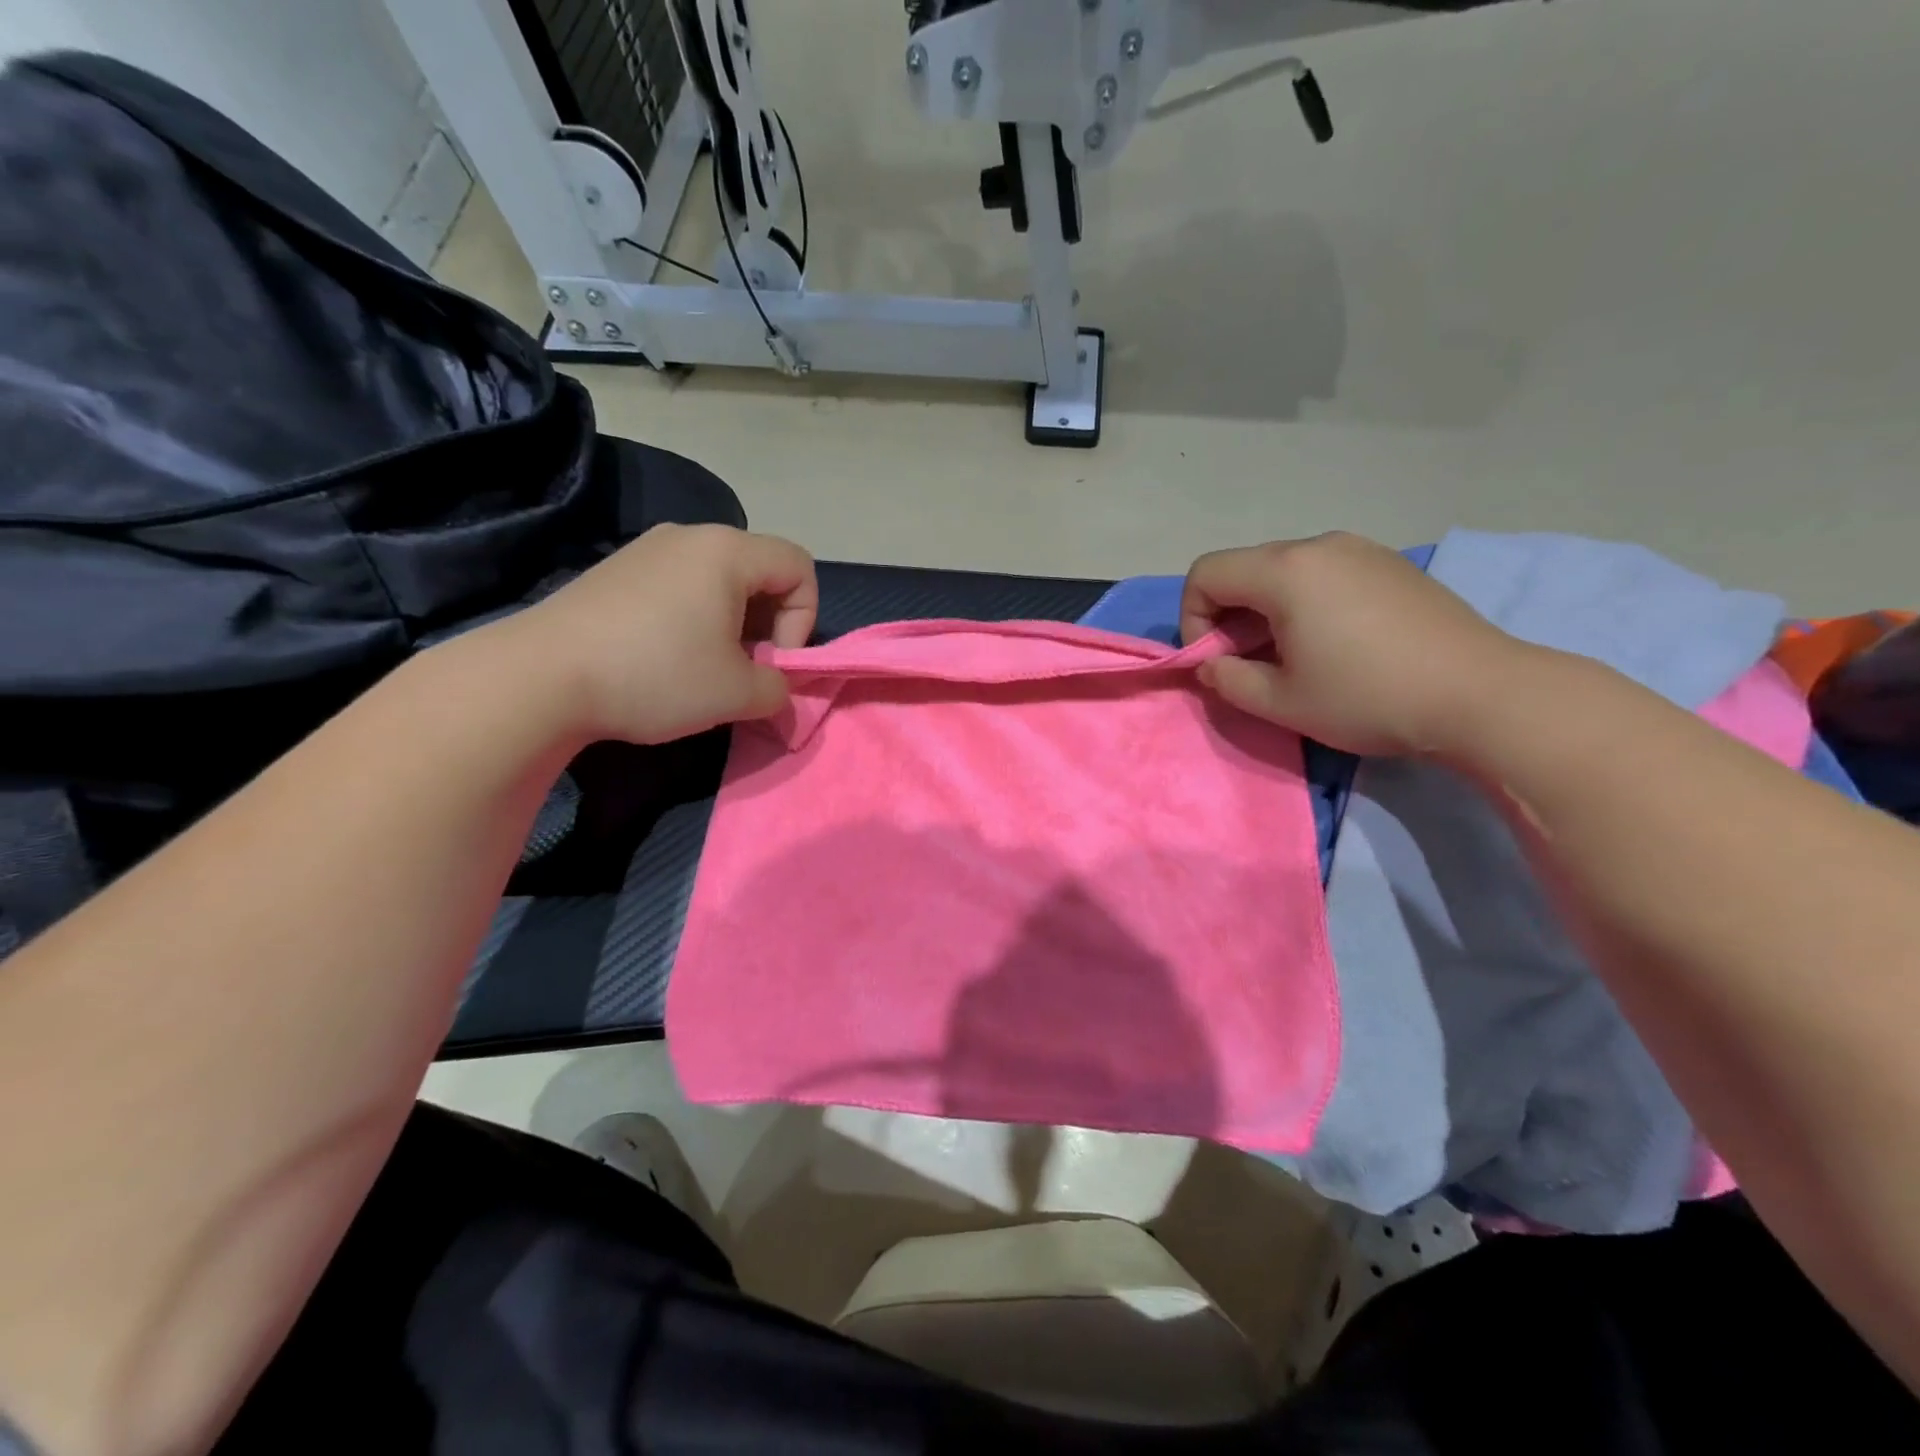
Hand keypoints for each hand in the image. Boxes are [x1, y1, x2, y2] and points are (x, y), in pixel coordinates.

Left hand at [504, 523, 817, 744]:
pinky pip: (679, 586)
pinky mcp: (616, 571)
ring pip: (718, 580)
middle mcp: (689, 536)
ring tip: (705, 667)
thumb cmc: (656, 674)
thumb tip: (781, 692)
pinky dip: (693, 619)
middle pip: (760, 571)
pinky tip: (665, 658)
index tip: (773, 661)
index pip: (799, 566)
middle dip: (767, 624)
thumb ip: (779, 690)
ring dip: (731, 624)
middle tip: (744, 669)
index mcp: (727, 551)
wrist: (541, 677)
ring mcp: (647, 550)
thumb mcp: (737, 694)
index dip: (804, 618)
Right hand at [1180, 532, 1525, 756]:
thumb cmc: (1368, 698)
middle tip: (1252, 664)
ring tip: (1295, 657)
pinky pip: (1325, 574)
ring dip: (1267, 611)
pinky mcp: (1391, 565)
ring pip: (1284, 571)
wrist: (1481, 695)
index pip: (1205, 574)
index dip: (1192, 619)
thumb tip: (1211, 664)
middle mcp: (1319, 546)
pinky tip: (1336, 644)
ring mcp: (1361, 550)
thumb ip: (1227, 679)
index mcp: (1285, 571)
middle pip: (1244, 569)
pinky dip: (1306, 604)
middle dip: (1229, 616)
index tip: (1217, 660)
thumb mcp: (1280, 702)